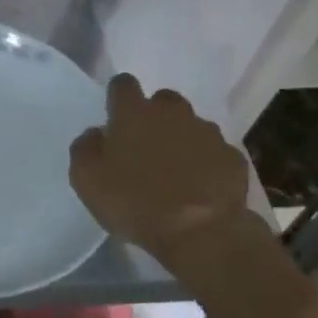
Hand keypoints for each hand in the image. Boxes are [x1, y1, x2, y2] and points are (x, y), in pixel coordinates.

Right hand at [69, 75, 256, 266]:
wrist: (201, 233)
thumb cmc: (135, 202)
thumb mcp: (87, 180)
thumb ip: (85, 149)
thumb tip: (96, 134)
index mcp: (134, 113)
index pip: (123, 84)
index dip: (117, 96)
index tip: (114, 116)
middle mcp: (172, 113)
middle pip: (162, 100)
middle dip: (154, 116)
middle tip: (145, 146)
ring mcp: (207, 133)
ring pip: (191, 125)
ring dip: (181, 139)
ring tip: (175, 171)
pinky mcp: (232, 157)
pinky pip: (214, 152)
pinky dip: (206, 163)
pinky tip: (200, 187)